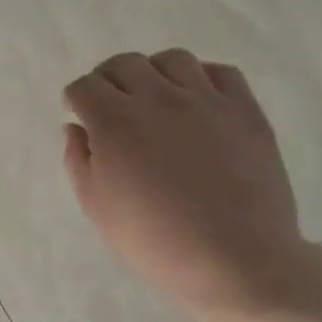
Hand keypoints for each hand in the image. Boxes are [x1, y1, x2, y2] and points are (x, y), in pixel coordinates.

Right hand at [63, 50, 307, 317]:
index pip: (84, 86)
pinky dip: (202, 79)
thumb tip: (77, 128)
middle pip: (123, 64)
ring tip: (157, 100)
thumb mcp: (97, 209)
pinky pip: (220, 72)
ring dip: (155, 74)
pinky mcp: (244, 110)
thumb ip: (78, 161)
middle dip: (109, 80)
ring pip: (171, 59)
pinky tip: (198, 104)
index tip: (81, 115)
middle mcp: (157, 99)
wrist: (236, 261)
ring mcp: (205, 100)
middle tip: (113, 106)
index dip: (77, 99)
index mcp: (114, 123)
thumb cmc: (156, 243)